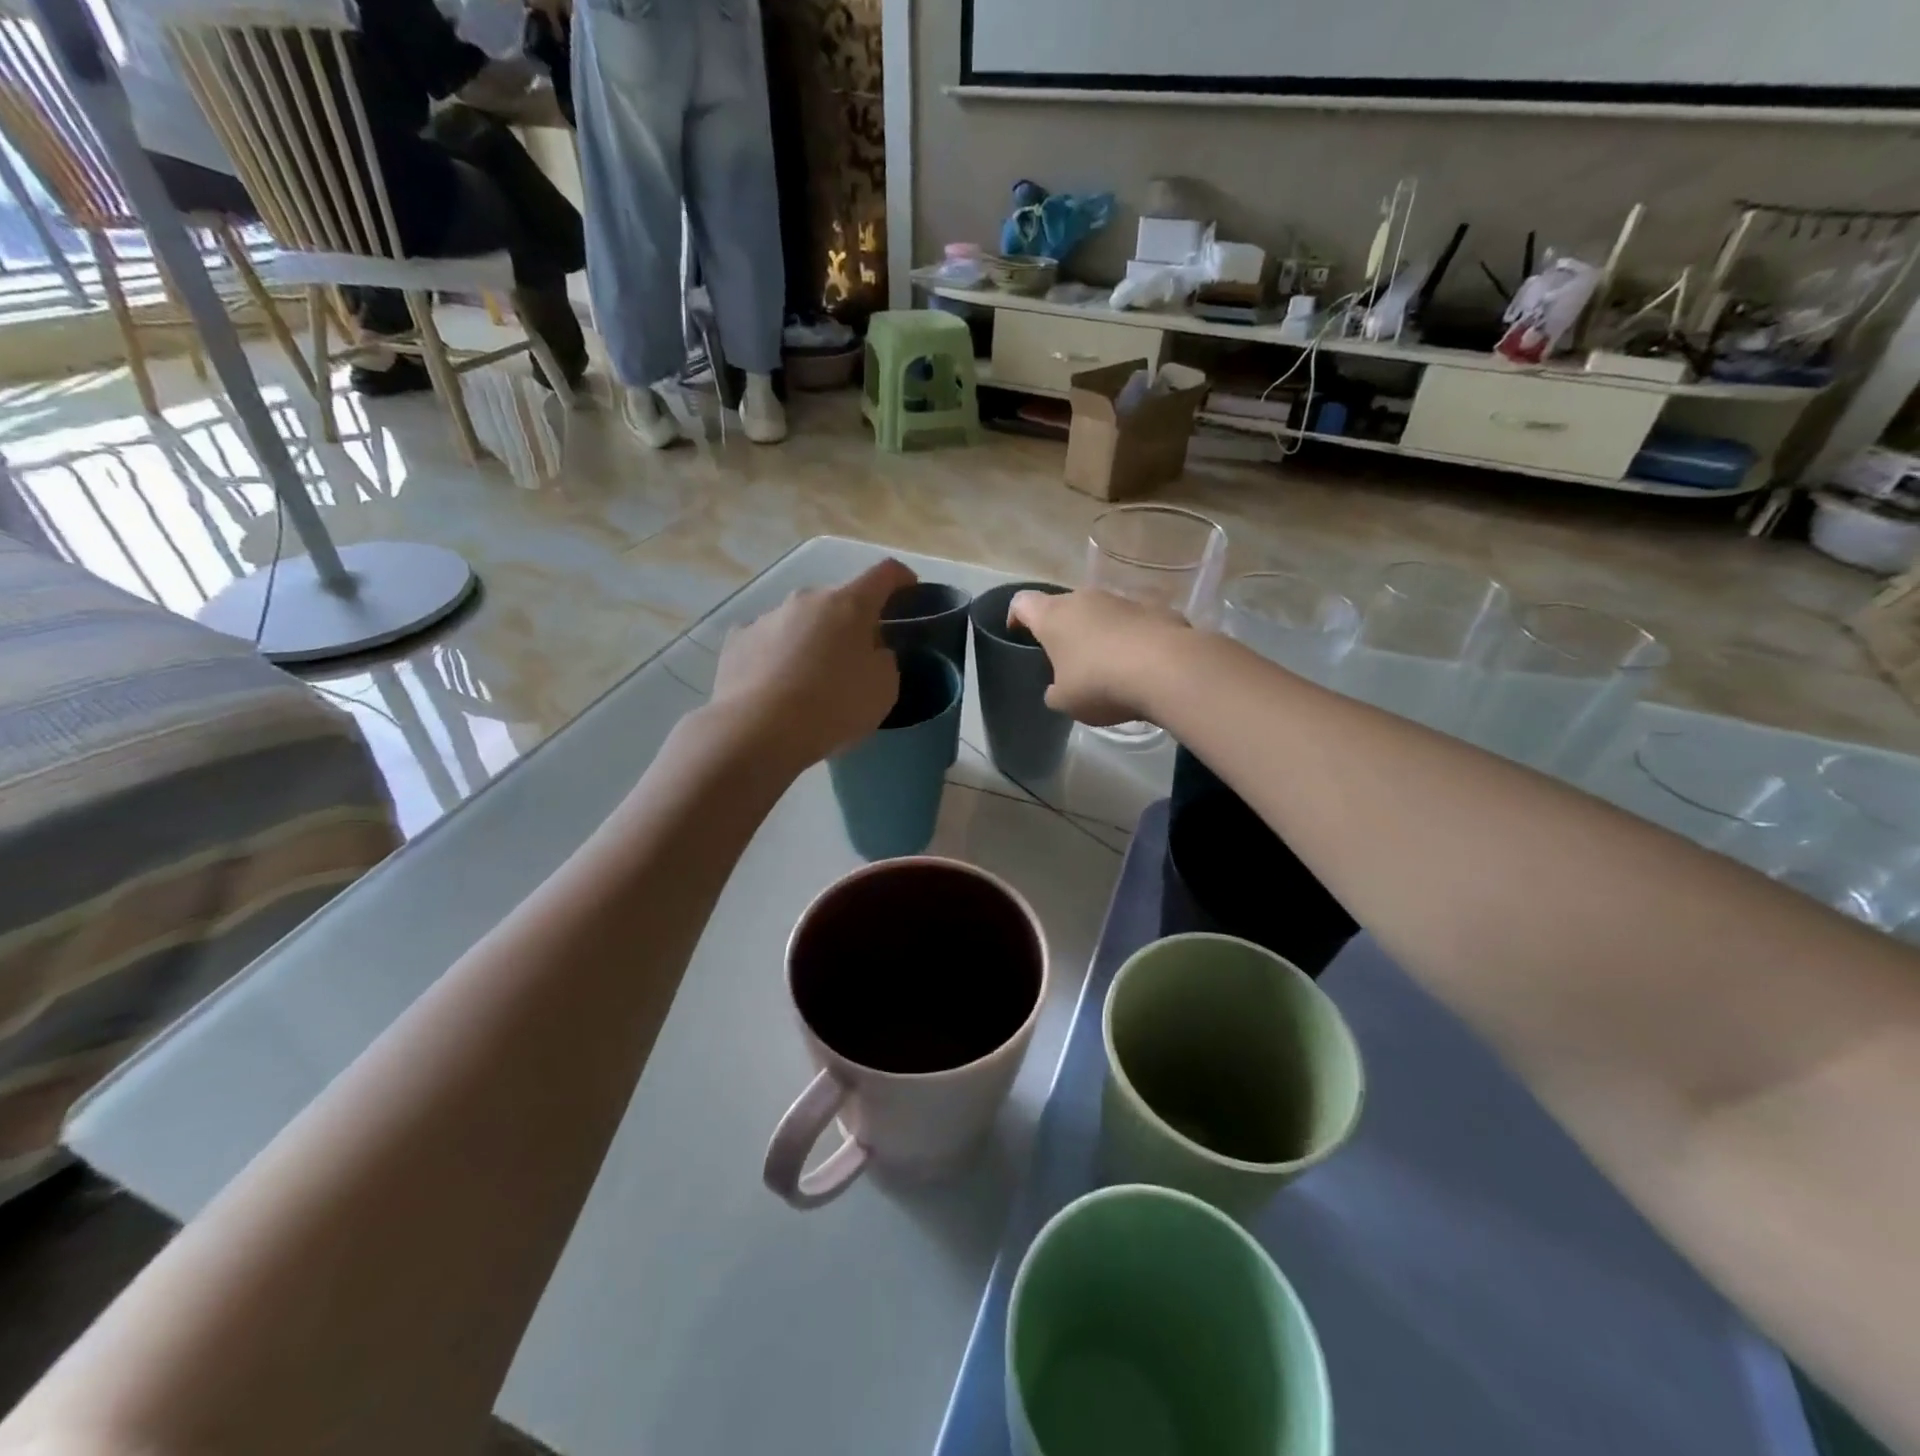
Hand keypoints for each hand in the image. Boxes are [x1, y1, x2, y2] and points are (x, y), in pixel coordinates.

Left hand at [711, 559, 915, 766]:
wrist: (758, 731)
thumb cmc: (833, 706)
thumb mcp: (883, 689)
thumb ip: (884, 660)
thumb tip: (871, 652)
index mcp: (849, 604)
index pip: (884, 573)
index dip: (902, 579)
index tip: (909, 592)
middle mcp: (806, 599)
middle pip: (838, 600)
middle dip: (851, 622)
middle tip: (856, 658)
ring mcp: (767, 617)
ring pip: (800, 621)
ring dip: (811, 640)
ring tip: (810, 681)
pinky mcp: (737, 640)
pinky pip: (767, 642)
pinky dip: (776, 656)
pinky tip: (775, 687)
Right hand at [1008, 588, 1190, 726]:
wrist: (1168, 670)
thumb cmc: (1101, 684)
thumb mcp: (1066, 702)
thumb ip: (1054, 692)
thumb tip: (1058, 689)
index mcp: (1054, 616)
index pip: (1022, 602)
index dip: (1016, 617)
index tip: (1018, 635)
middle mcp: (1086, 598)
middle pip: (1064, 607)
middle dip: (1062, 629)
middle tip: (1066, 659)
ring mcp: (1123, 600)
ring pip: (1101, 612)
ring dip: (1099, 632)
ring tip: (1107, 665)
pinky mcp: (1156, 609)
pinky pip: (1134, 622)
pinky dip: (1131, 638)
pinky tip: (1141, 665)